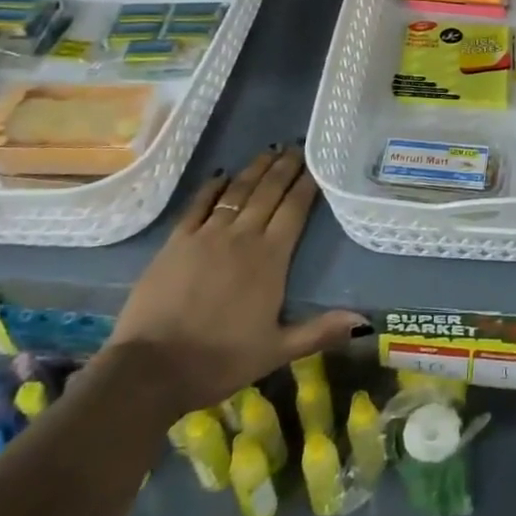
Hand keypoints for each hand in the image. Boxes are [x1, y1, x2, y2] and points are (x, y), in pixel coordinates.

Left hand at [101, 145, 366, 420]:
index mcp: (270, 258)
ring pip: (237, 192)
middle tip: (297, 147)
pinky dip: (212, 187)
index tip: (317, 164)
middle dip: (285, 168)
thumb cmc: (220, 360)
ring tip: (269, 151)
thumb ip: (319, 331)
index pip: (294, 210)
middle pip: (268, 192)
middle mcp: (242, 237)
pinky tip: (221, 175)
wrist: (151, 369)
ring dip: (255, 169)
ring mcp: (207, 236)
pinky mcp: (176, 242)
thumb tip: (364, 321)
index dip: (307, 184)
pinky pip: (198, 205)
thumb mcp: (276, 351)